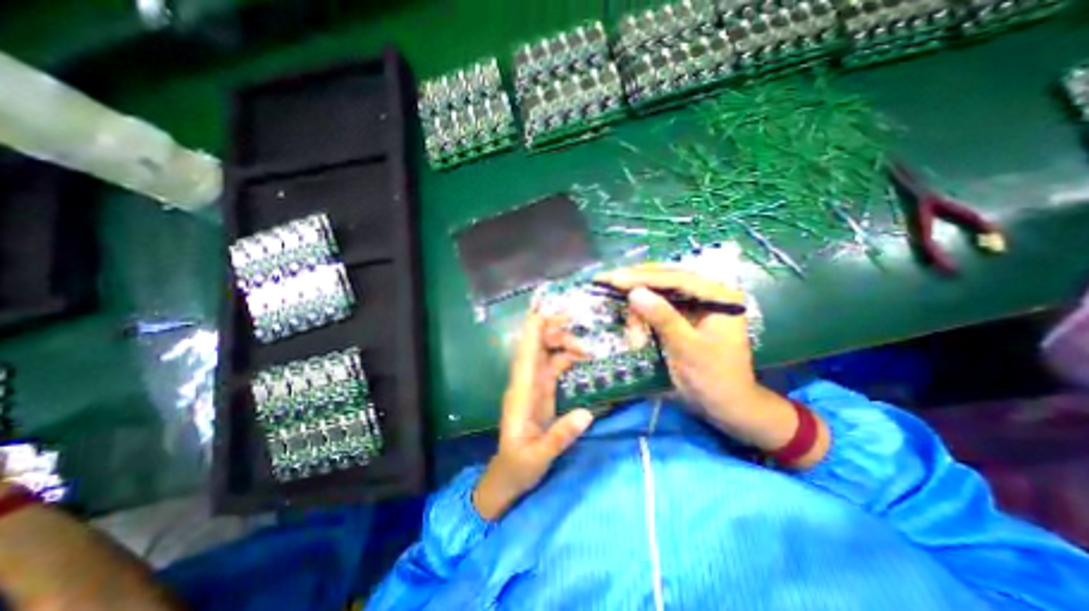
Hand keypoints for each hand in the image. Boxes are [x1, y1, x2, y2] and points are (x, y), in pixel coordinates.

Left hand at [475, 314, 593, 518]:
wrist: (507, 477)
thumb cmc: (517, 466)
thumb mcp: (538, 457)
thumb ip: (560, 436)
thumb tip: (587, 413)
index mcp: (521, 393)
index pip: (525, 354)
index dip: (532, 330)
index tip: (545, 309)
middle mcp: (525, 382)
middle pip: (536, 347)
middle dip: (553, 330)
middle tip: (577, 325)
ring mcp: (534, 386)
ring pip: (546, 354)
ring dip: (563, 344)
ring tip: (587, 348)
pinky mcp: (542, 392)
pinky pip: (554, 366)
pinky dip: (566, 358)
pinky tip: (582, 358)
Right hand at [594, 264, 759, 422]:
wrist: (726, 405)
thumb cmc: (713, 379)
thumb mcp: (687, 349)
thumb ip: (662, 318)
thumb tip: (634, 292)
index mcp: (719, 296)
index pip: (676, 278)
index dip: (642, 277)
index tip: (614, 278)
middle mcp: (709, 293)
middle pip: (666, 278)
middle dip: (636, 284)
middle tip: (606, 281)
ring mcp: (696, 303)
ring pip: (659, 292)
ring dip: (639, 310)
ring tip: (634, 338)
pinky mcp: (685, 315)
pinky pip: (659, 306)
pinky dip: (643, 316)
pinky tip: (634, 328)